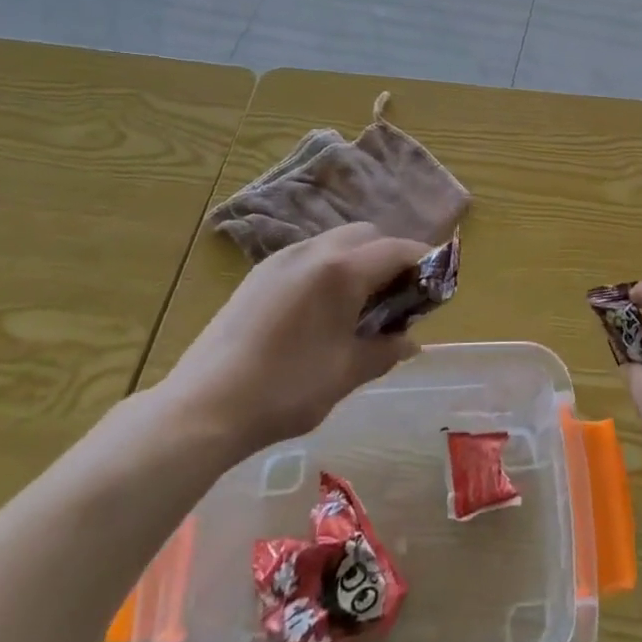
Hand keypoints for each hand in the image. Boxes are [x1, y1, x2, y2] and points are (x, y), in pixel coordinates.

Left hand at [154, 224, 430, 455]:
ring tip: (361, 303)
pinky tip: (323, 308)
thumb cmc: (286, 390)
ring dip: (359, 260)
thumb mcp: (346, 373)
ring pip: (335, 241)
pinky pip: (308, 256)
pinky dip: (330, 268)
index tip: (437, 282)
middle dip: (390, 256)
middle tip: (399, 296)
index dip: (424, 261)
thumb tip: (411, 342)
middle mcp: (313, 251)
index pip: (396, 249)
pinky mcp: (259, 274)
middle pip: (367, 235)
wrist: (203, 406)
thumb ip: (385, 350)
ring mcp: (281, 259)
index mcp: (341, 270)